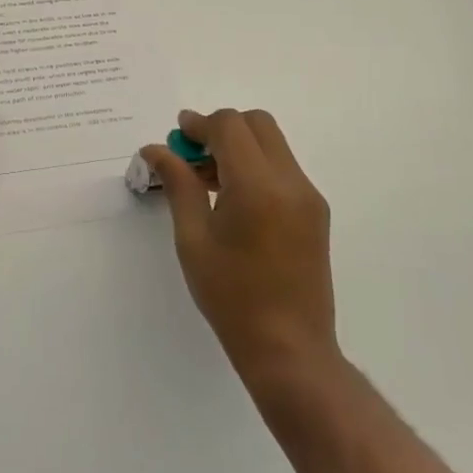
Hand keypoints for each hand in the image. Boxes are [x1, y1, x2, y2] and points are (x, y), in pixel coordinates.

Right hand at [140, 108, 337, 383]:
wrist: (289, 349)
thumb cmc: (231, 296)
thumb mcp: (193, 238)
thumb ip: (178, 184)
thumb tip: (156, 149)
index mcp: (258, 186)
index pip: (230, 126)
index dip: (199, 124)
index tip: (176, 139)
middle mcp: (290, 181)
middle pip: (256, 123)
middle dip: (221, 128)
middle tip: (192, 156)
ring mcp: (308, 196)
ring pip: (272, 143)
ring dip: (238, 146)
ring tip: (207, 180)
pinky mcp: (316, 211)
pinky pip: (282, 167)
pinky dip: (255, 165)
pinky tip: (232, 199)